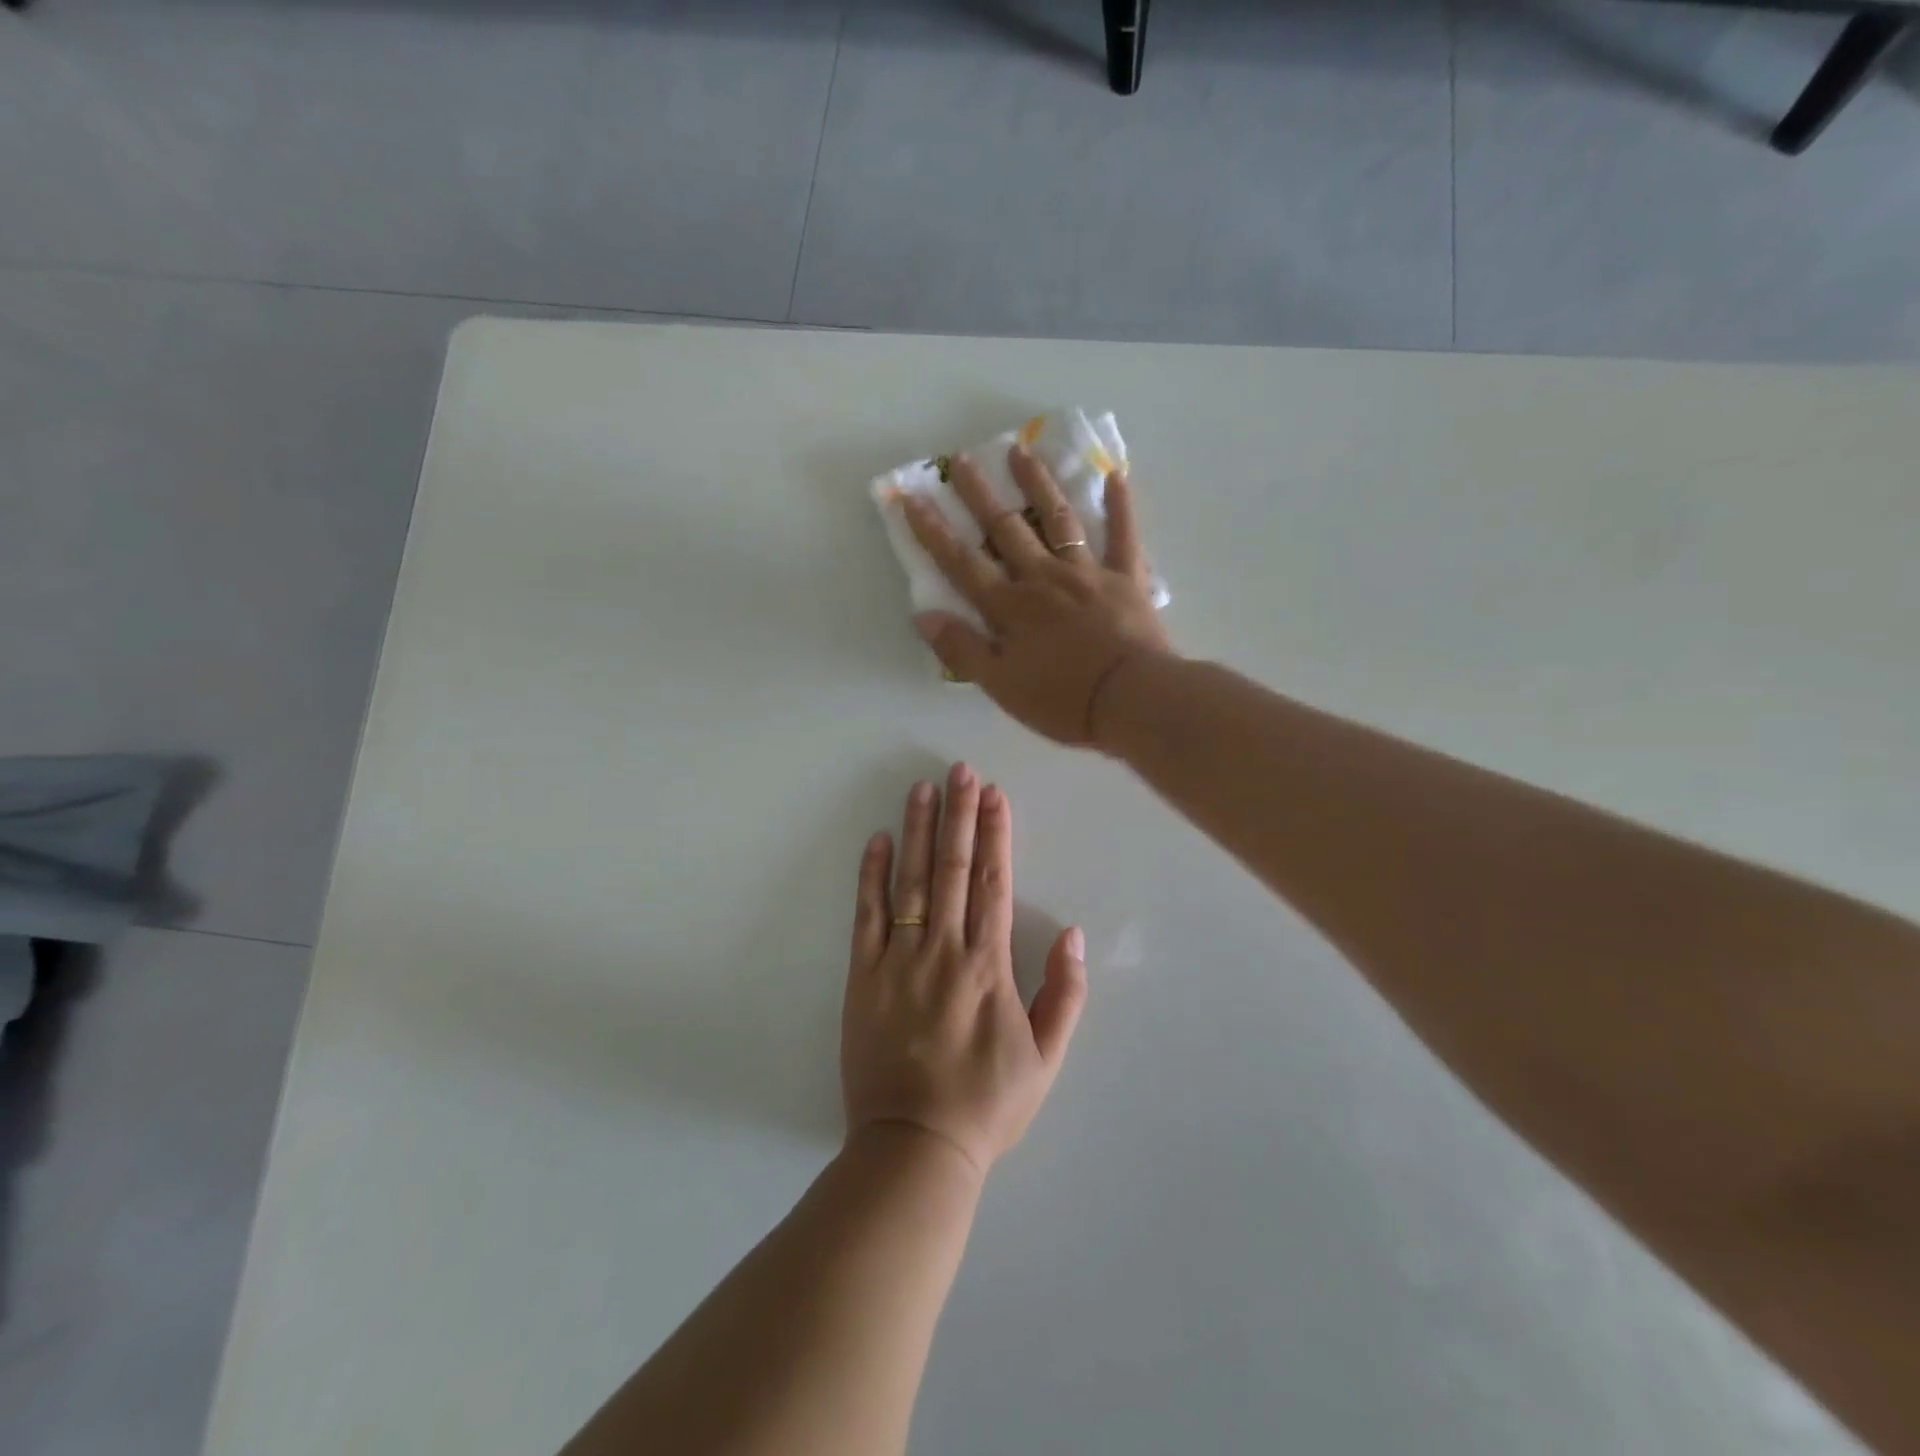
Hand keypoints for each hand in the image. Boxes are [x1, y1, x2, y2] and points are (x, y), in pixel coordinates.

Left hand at [842, 764, 1087, 1175]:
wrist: (915, 1147)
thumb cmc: (987, 1104)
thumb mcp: (1046, 1059)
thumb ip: (1065, 994)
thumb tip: (1073, 933)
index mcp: (989, 965)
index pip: (993, 882)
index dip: (994, 833)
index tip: (995, 795)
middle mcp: (944, 950)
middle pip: (953, 868)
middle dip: (959, 814)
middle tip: (960, 770)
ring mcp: (899, 960)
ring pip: (911, 880)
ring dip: (919, 830)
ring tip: (923, 788)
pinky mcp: (864, 976)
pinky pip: (867, 915)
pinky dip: (872, 875)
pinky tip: (878, 839)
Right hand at [904, 445, 1171, 746]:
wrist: (1131, 700)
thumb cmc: (1061, 700)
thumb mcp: (1000, 685)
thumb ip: (962, 648)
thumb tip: (923, 615)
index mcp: (1010, 606)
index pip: (962, 563)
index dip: (934, 531)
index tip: (912, 497)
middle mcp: (1043, 578)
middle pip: (1006, 529)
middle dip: (981, 494)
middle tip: (963, 459)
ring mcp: (1087, 573)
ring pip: (1058, 520)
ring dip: (1038, 484)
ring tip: (1023, 451)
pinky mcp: (1126, 579)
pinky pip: (1124, 536)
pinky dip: (1120, 506)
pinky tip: (1115, 475)